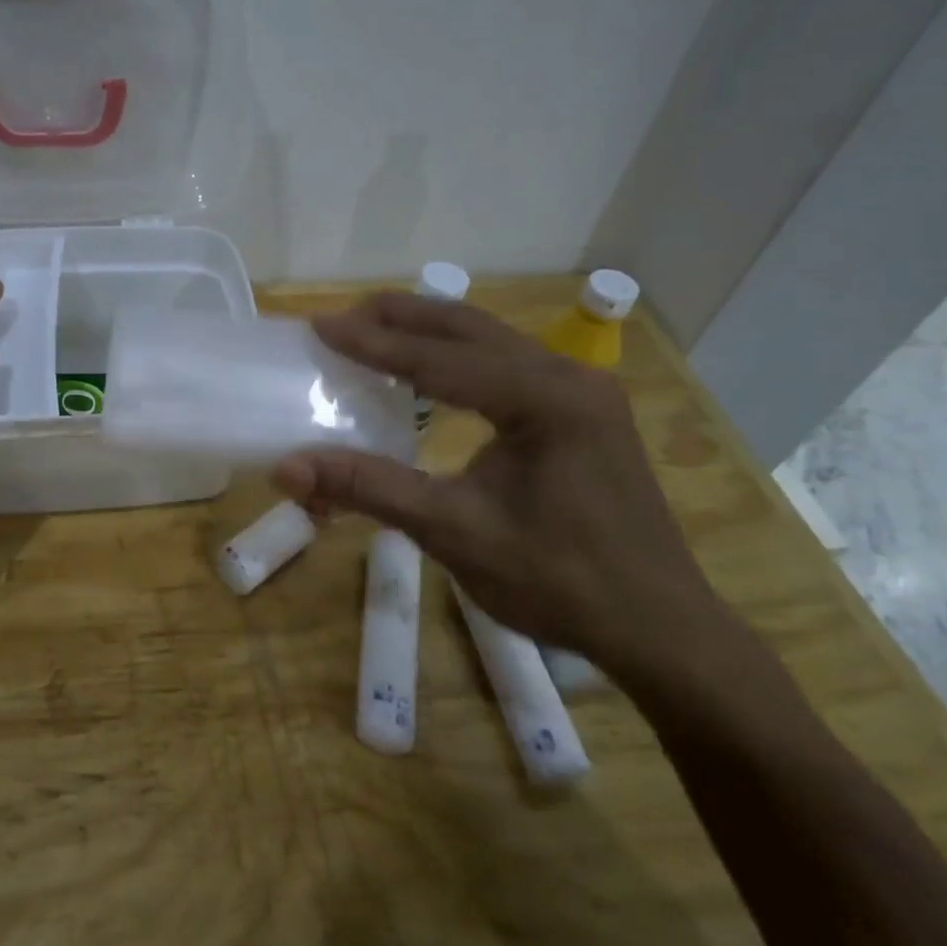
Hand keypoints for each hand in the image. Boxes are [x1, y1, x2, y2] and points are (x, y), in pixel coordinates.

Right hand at [272, 292, 731, 679]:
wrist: (659, 629)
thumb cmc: (558, 582)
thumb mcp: (454, 533)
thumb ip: (369, 489)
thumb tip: (287, 468)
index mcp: (545, 398)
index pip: (440, 358)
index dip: (373, 342)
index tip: (319, 324)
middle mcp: (569, 376)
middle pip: (469, 329)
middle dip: (401, 318)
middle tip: (342, 316)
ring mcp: (583, 391)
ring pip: (492, 341)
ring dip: (431, 332)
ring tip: (376, 329)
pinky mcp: (584, 411)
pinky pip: (509, 364)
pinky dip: (460, 356)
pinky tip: (433, 369)